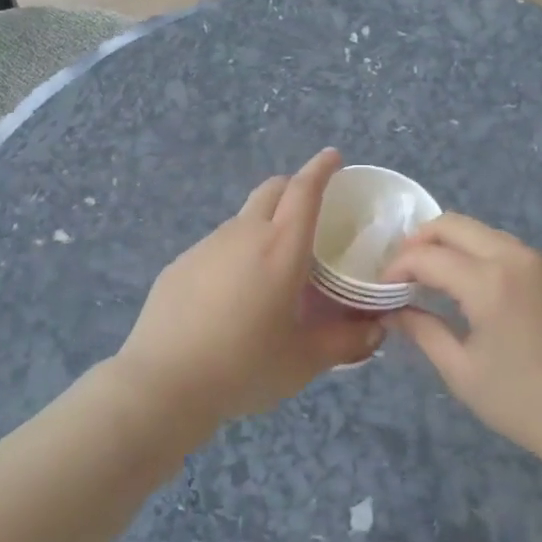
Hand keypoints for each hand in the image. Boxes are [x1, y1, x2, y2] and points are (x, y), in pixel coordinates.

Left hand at [115, 149, 382, 425]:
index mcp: (281, 248)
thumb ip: (346, 342)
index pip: (304, 191)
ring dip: (264, 224)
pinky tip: (231, 294)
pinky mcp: (180, 264)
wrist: (163, 384)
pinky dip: (235, 253)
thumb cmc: (244, 367)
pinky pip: (217, 246)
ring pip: (243, 218)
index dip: (321, 169)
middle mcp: (244, 235)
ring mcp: (206, 246)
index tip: (333, 157)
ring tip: (272, 266)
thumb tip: (377, 331)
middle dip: (294, 186)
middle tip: (310, 210)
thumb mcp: (304, 361)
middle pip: (272, 190)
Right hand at [383, 215, 541, 473]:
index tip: (382, 289)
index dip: (397, 267)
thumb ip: (423, 331)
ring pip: (482, 231)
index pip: (427, 256)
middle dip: (420, 240)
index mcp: (488, 282)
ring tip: (430, 277)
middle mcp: (514, 257)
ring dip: (450, 244)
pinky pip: (505, 247)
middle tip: (401, 271)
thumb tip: (393, 311)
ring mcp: (538, 262)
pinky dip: (477, 253)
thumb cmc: (525, 403)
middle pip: (454, 224)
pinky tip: (469, 285)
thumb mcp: (463, 372)